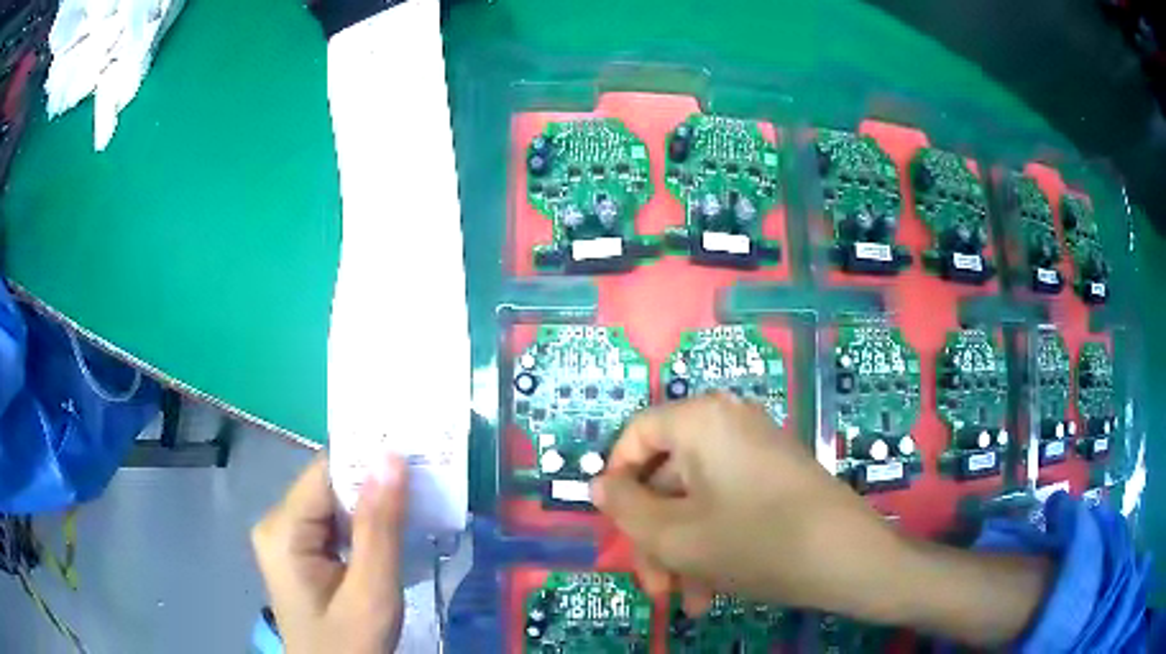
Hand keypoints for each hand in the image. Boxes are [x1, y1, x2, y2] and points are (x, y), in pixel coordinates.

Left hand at [252, 454, 408, 653]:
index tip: (417, 455)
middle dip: (375, 487)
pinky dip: (364, 527)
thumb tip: (391, 457)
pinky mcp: (299, 553)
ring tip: (417, 506)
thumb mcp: (372, 592)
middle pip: (329, 487)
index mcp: (283, 529)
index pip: (327, 473)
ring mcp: (286, 538)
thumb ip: (379, 527)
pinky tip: (392, 534)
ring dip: (373, 508)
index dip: (369, 462)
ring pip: (334, 505)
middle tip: (426, 485)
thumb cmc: (351, 645)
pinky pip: (333, 525)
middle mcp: (277, 524)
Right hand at [591, 393, 902, 617]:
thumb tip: (598, 483)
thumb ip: (624, 508)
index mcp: (701, 420)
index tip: (616, 528)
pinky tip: (714, 590)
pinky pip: (727, 504)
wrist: (848, 558)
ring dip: (684, 551)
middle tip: (655, 586)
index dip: (616, 483)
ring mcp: (757, 449)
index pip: (636, 436)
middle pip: (668, 477)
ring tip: (690, 601)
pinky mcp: (776, 475)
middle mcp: (728, 422)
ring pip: (697, 499)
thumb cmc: (755, 542)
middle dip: (656, 538)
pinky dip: (714, 542)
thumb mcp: (674, 536)